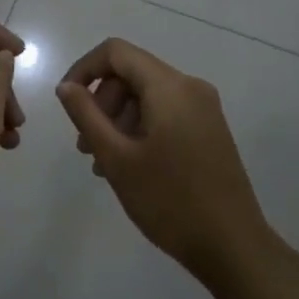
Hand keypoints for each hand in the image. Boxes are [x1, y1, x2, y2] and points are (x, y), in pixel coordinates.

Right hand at [54, 38, 269, 282]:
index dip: (84, 69)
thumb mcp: (117, 158)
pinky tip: (130, 165)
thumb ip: (86, 115)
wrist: (233, 246)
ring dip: (118, 119)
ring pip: (148, 95)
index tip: (67, 102)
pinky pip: (166, 112)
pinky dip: (141, 128)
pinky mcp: (210, 129)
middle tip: (86, 146)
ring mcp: (204, 108)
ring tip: (103, 163)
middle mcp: (190, 86)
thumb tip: (66, 86)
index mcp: (169, 86)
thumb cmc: (169, 200)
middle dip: (102, 102)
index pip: (116, 52)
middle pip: (132, 73)